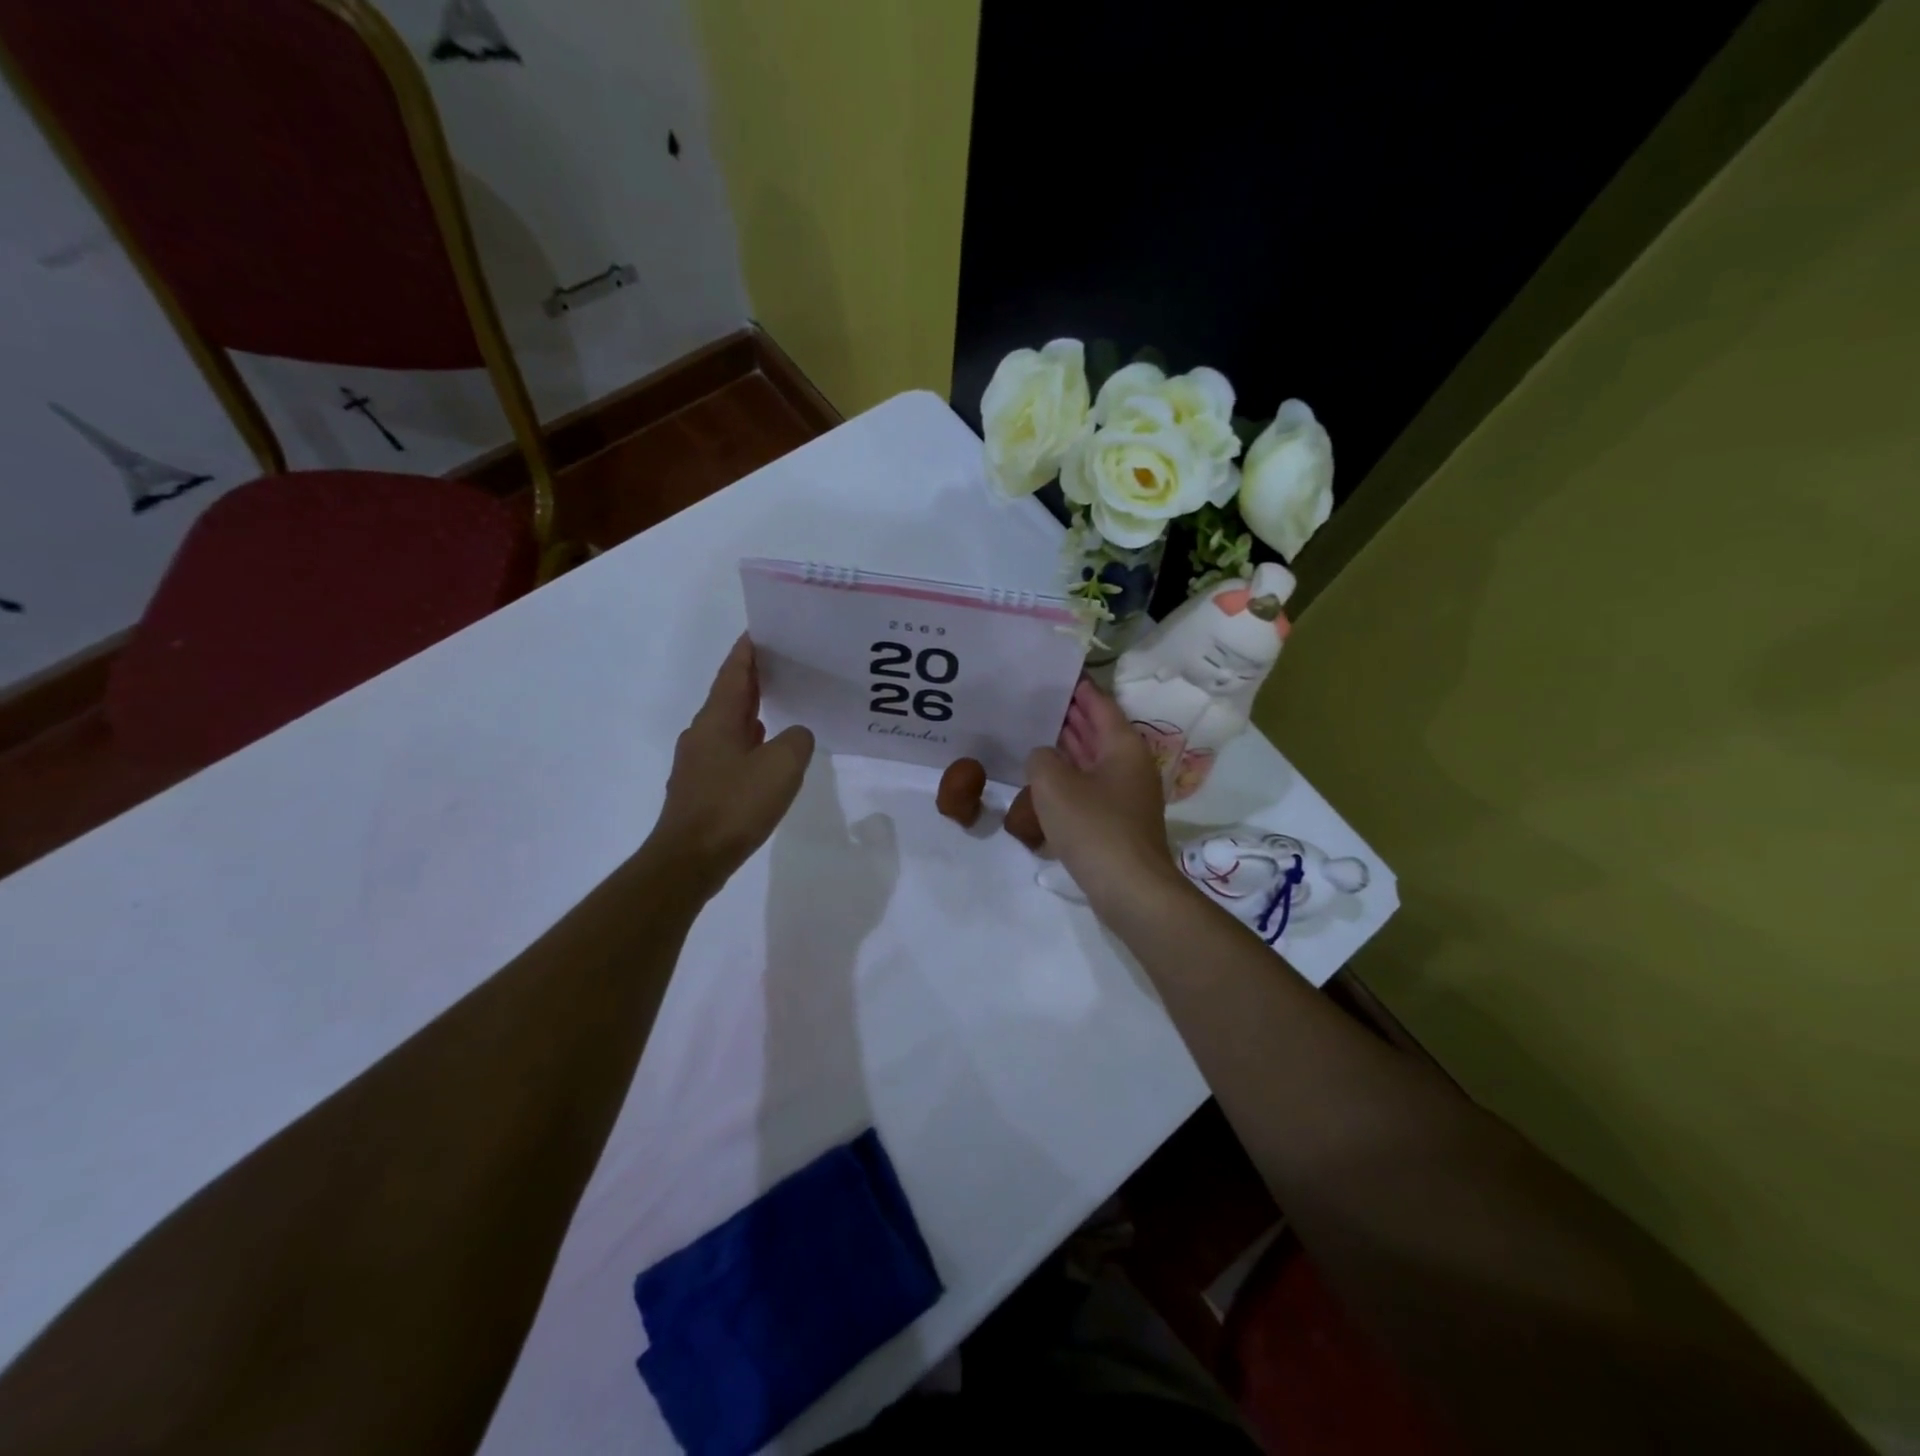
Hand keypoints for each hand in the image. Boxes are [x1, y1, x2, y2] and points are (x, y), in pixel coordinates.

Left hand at [649, 636, 813, 893]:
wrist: (690, 859)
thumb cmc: (735, 805)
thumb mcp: (782, 766)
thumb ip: (797, 740)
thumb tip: (795, 735)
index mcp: (717, 719)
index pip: (734, 671)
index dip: (749, 649)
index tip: (764, 630)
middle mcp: (702, 733)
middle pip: (730, 694)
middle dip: (754, 677)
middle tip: (785, 664)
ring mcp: (698, 761)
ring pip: (728, 724)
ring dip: (751, 710)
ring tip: (781, 703)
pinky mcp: (701, 787)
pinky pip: (729, 751)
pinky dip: (748, 741)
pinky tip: (765, 753)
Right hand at [1026, 679, 1184, 911]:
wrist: (1130, 889)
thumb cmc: (1093, 827)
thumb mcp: (1053, 785)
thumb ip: (1041, 759)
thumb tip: (1043, 757)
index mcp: (1123, 746)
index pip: (1100, 704)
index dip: (1078, 688)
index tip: (1057, 673)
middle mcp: (1130, 764)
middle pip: (1099, 730)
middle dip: (1071, 715)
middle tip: (1038, 699)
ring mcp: (1127, 795)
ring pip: (1094, 759)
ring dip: (1069, 746)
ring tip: (1036, 732)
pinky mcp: (1119, 821)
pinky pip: (1092, 786)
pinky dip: (1071, 776)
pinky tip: (1046, 779)